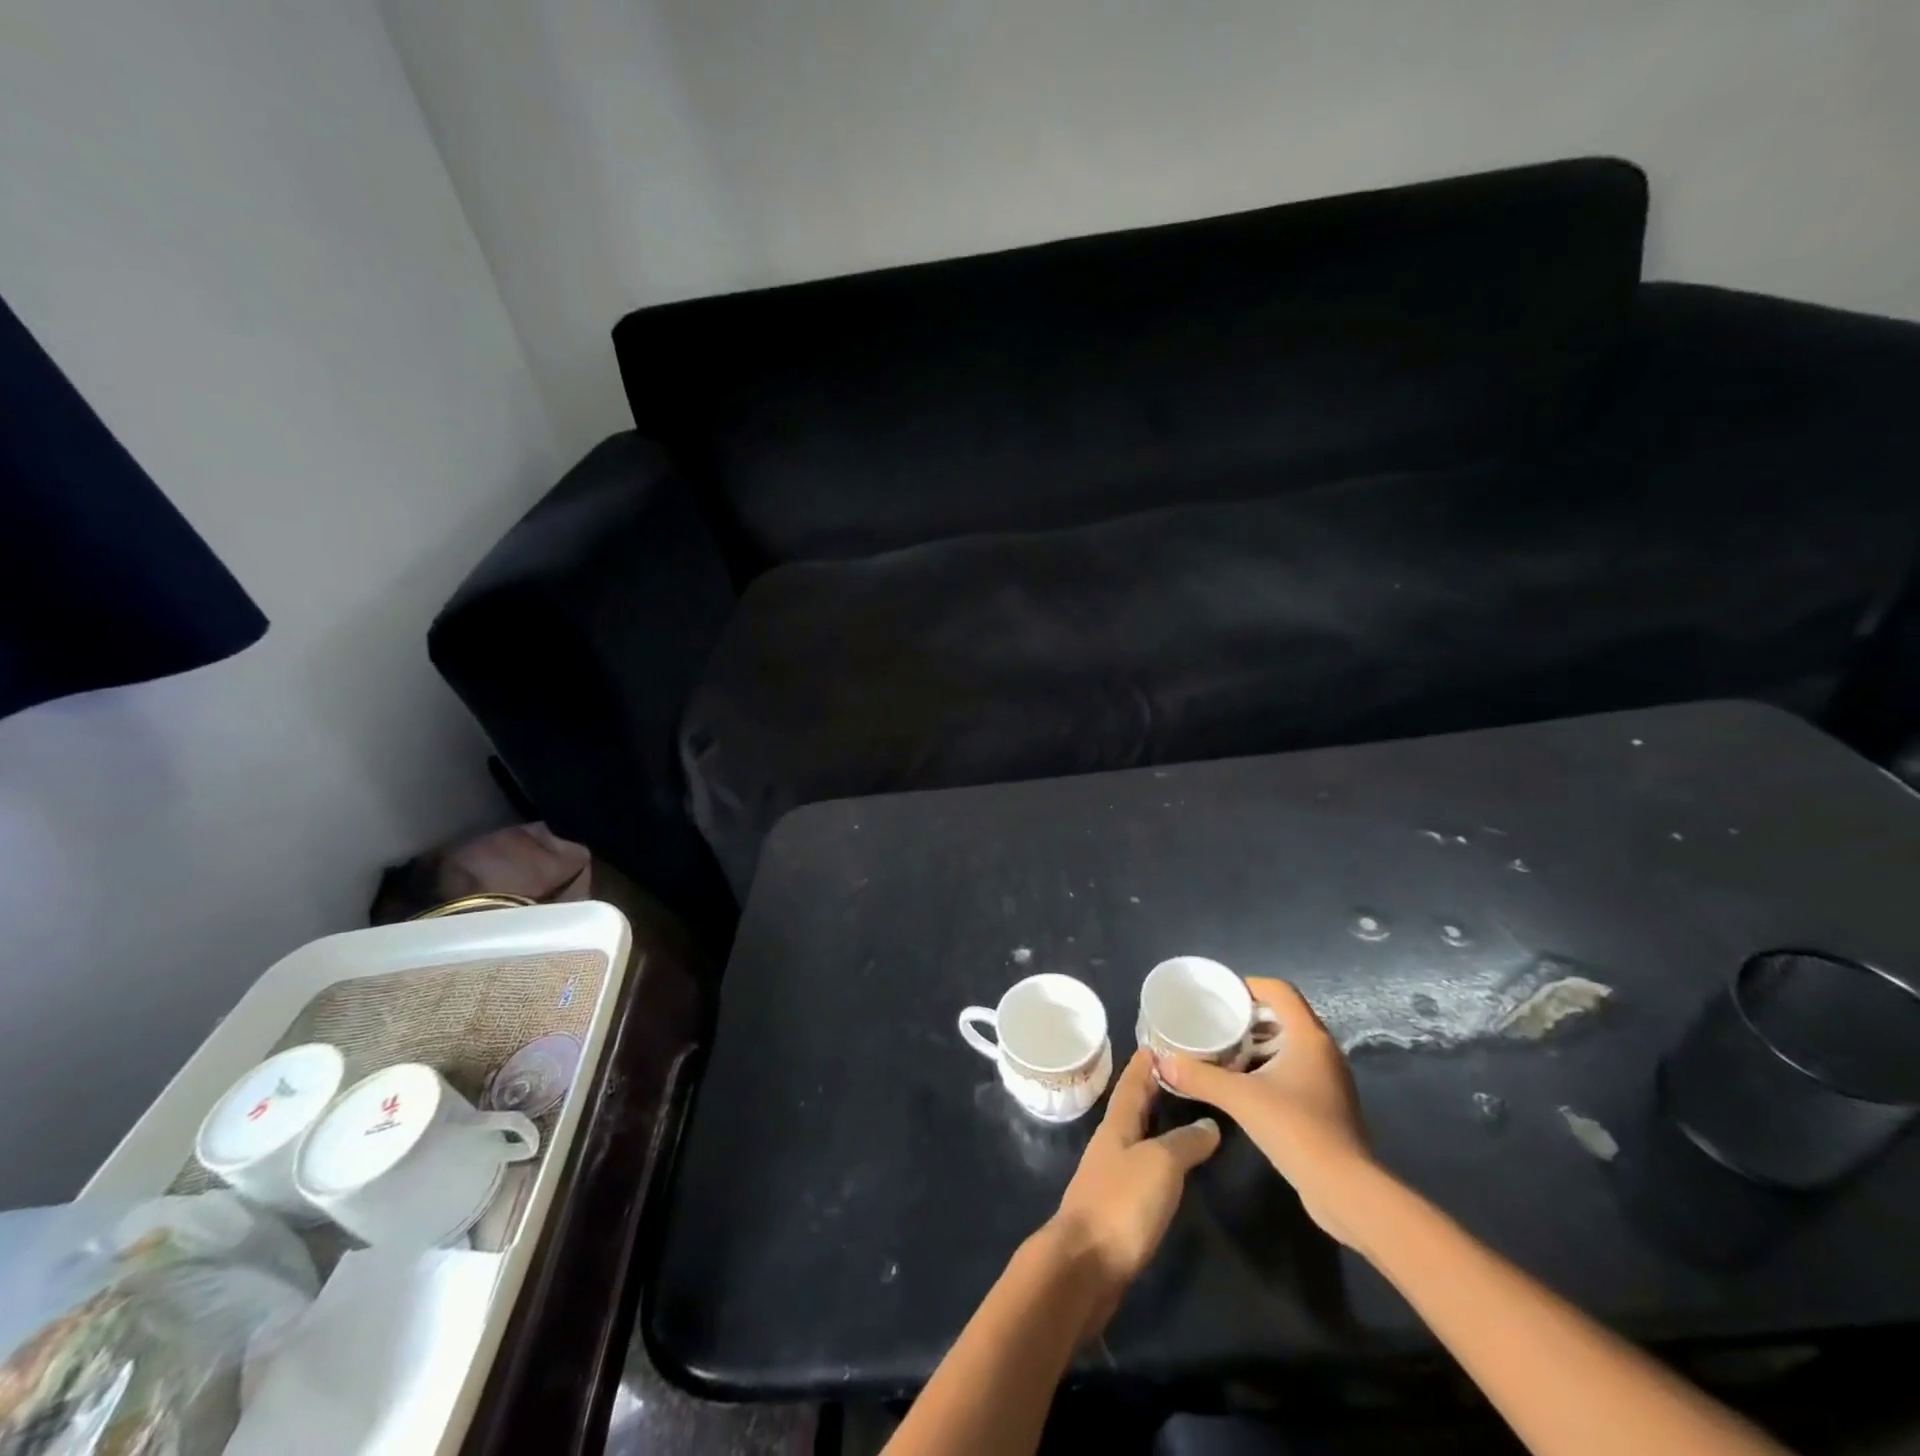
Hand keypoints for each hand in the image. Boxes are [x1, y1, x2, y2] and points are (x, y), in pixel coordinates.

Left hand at [1043, 1047, 1220, 1338]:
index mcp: (1116, 1126)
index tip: (1157, 1043)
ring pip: (1135, 1138)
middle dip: (1150, 1090)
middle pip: (1131, 1108)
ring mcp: (1110, 1177)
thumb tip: (1209, 1124)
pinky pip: (1140, 1169)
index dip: (1143, 1064)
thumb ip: (1185, 1143)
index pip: (1131, 1084)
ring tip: (1182, 1114)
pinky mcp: (1116, 1209)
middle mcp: (1110, 1145)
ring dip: (1154, 1124)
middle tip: (1178, 1073)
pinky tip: (1171, 1168)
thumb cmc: (1121, 1204)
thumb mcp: (1160, 1165)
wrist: (1084, 1266)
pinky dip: (1156, 1158)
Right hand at [1158, 977, 1376, 1245]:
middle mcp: (1323, 1050)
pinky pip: (1295, 1069)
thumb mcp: (1240, 1098)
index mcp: (1308, 1036)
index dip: (1249, 985)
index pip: (1279, 990)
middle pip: (1284, 1015)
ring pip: (1290, 1044)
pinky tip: (1245, 1083)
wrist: (1345, 1189)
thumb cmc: (1296, 1129)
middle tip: (1216, 1022)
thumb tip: (1162, 1062)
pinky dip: (1270, 1066)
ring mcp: (1329, 1078)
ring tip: (1224, 1050)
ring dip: (1259, 1043)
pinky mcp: (1328, 1103)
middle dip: (1249, 1015)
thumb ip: (1200, 1077)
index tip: (1219, 995)